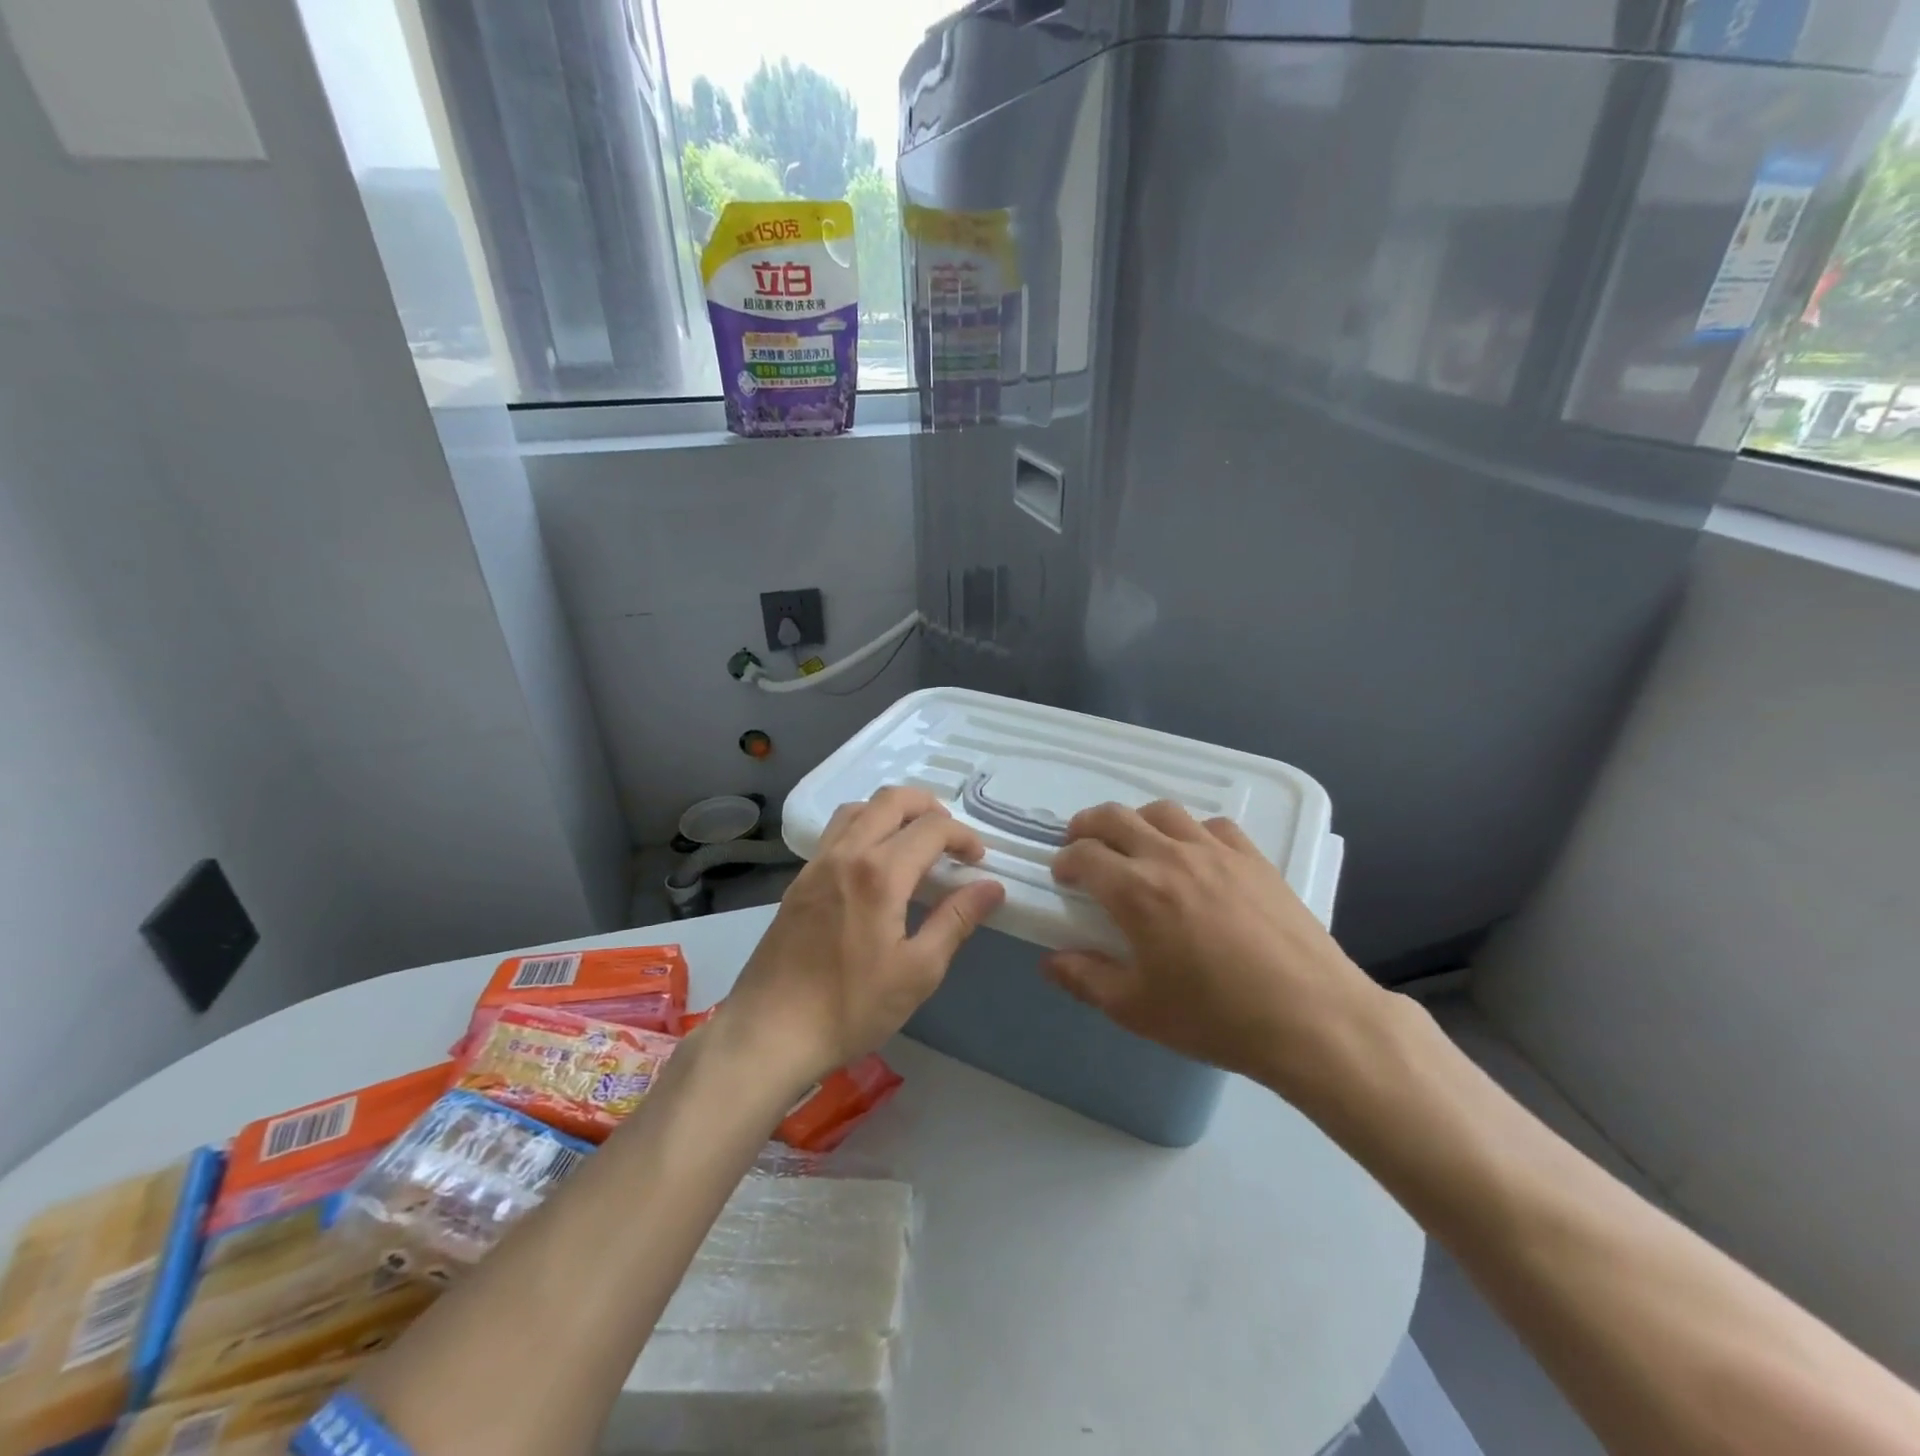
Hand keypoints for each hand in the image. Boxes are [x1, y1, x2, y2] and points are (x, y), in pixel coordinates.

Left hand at [720, 788, 1005, 1086]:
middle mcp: (845, 854)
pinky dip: (864, 827)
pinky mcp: (799, 881)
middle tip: (950, 836)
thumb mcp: (918, 972)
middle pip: (890, 801)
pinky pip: (836, 832)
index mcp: (879, 874)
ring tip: (913, 839)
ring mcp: (816, 865)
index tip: (978, 860)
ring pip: (858, 810)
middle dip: (928, 806)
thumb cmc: (851, 1007)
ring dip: (892, 811)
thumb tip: (991, 887)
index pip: (931, 829)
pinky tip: (874, 864)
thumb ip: (956, 921)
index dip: (963, 836)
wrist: (770, 1032)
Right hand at [1045, 800, 1386, 1099]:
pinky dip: (1191, 831)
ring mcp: (1216, 852)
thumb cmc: (1216, 1018)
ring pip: (1164, 812)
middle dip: (1088, 825)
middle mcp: (1171, 857)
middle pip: (1116, 817)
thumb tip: (1050, 961)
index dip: (1066, 860)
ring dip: (1137, 821)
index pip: (1085, 855)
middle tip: (1082, 844)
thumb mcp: (1137, 1009)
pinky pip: (1213, 826)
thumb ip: (1086, 979)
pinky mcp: (1254, 858)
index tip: (1063, 877)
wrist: (1311, 1019)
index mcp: (1136, 891)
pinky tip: (1195, 856)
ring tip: (1135, 844)